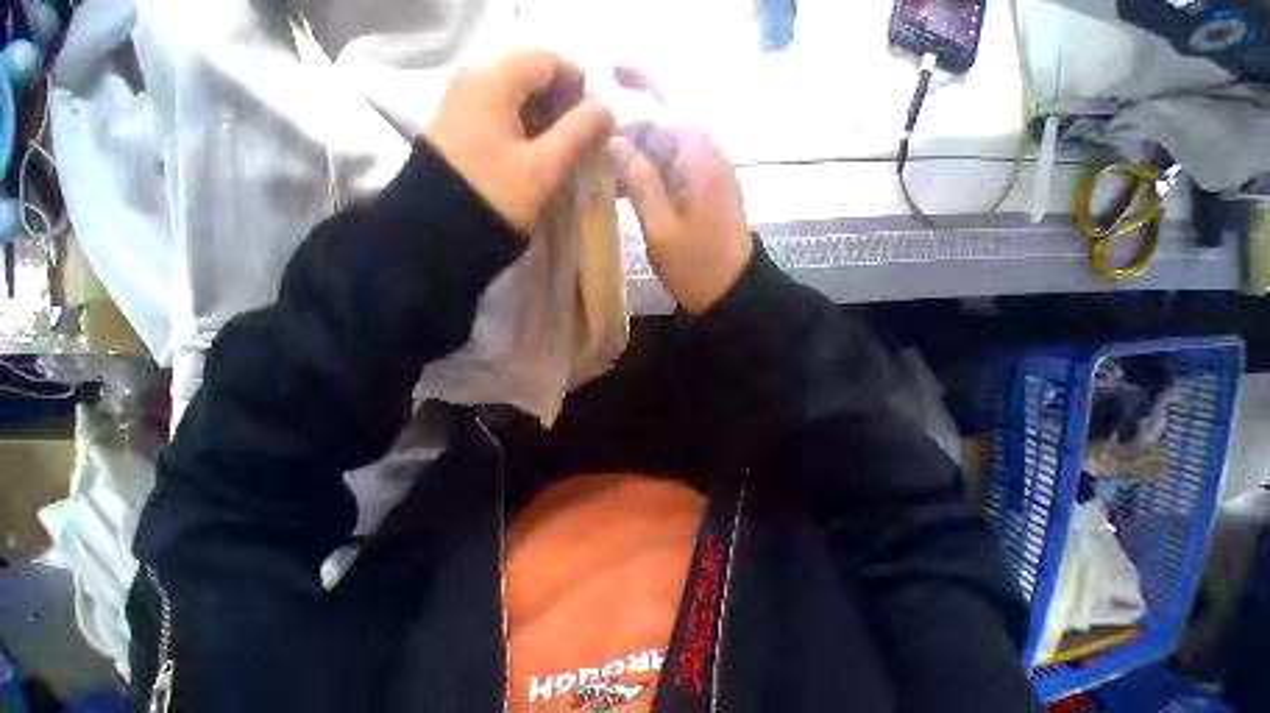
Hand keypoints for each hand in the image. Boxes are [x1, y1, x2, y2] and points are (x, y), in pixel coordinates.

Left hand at [425, 49, 615, 234]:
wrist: (443, 232)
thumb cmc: (497, 196)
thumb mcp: (544, 167)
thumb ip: (579, 134)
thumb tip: (607, 111)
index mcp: (491, 82)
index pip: (545, 59)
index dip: (578, 83)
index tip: (596, 117)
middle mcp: (471, 82)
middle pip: (528, 76)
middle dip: (562, 104)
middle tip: (583, 138)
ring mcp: (461, 106)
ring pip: (515, 97)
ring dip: (546, 119)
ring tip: (564, 151)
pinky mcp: (459, 129)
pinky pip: (500, 116)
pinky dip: (525, 129)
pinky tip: (537, 155)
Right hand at [609, 69, 752, 314]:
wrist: (731, 294)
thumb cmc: (697, 266)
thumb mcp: (662, 227)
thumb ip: (640, 181)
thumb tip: (614, 142)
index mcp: (699, 157)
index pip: (668, 102)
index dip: (640, 82)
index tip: (609, 73)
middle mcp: (706, 157)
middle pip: (663, 127)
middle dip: (629, 130)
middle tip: (592, 144)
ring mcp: (705, 177)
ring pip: (664, 152)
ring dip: (635, 158)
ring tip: (601, 172)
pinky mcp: (702, 195)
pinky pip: (671, 174)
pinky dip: (647, 177)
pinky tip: (624, 191)